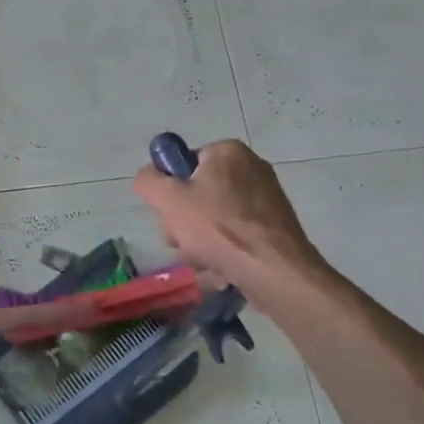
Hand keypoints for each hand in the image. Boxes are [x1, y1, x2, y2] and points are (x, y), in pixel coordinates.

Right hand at [131, 140, 325, 281]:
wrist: (275, 271)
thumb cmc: (218, 228)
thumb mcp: (169, 200)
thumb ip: (148, 181)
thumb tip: (148, 177)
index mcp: (228, 152)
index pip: (183, 164)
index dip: (171, 190)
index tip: (170, 214)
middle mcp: (251, 167)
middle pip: (198, 193)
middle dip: (184, 222)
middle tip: (184, 242)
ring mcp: (267, 198)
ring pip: (215, 218)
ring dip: (201, 241)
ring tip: (204, 260)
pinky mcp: (275, 226)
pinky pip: (237, 234)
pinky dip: (225, 250)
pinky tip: (222, 268)